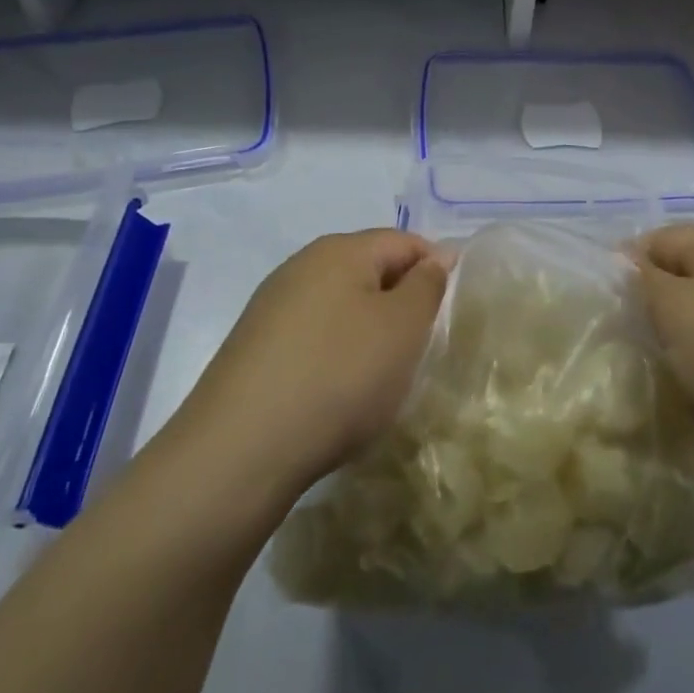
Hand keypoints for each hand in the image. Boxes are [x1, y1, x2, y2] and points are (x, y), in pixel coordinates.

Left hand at [165, 230, 449, 504]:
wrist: (240, 451)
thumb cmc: (339, 376)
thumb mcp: (403, 327)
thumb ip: (427, 285)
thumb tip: (435, 258)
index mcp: (340, 250)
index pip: (404, 241)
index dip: (436, 268)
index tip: (453, 311)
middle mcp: (301, 266)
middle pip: (369, 270)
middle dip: (401, 301)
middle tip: (422, 346)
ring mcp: (271, 308)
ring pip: (340, 305)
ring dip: (369, 331)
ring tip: (384, 374)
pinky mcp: (253, 348)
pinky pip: (313, 337)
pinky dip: (336, 355)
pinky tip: (339, 391)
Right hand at [635, 225, 693, 464]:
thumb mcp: (676, 310)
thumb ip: (644, 280)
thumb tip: (626, 260)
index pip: (659, 238)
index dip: (627, 264)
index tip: (604, 303)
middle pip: (684, 275)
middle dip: (653, 303)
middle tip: (625, 337)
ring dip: (680, 336)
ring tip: (658, 364)